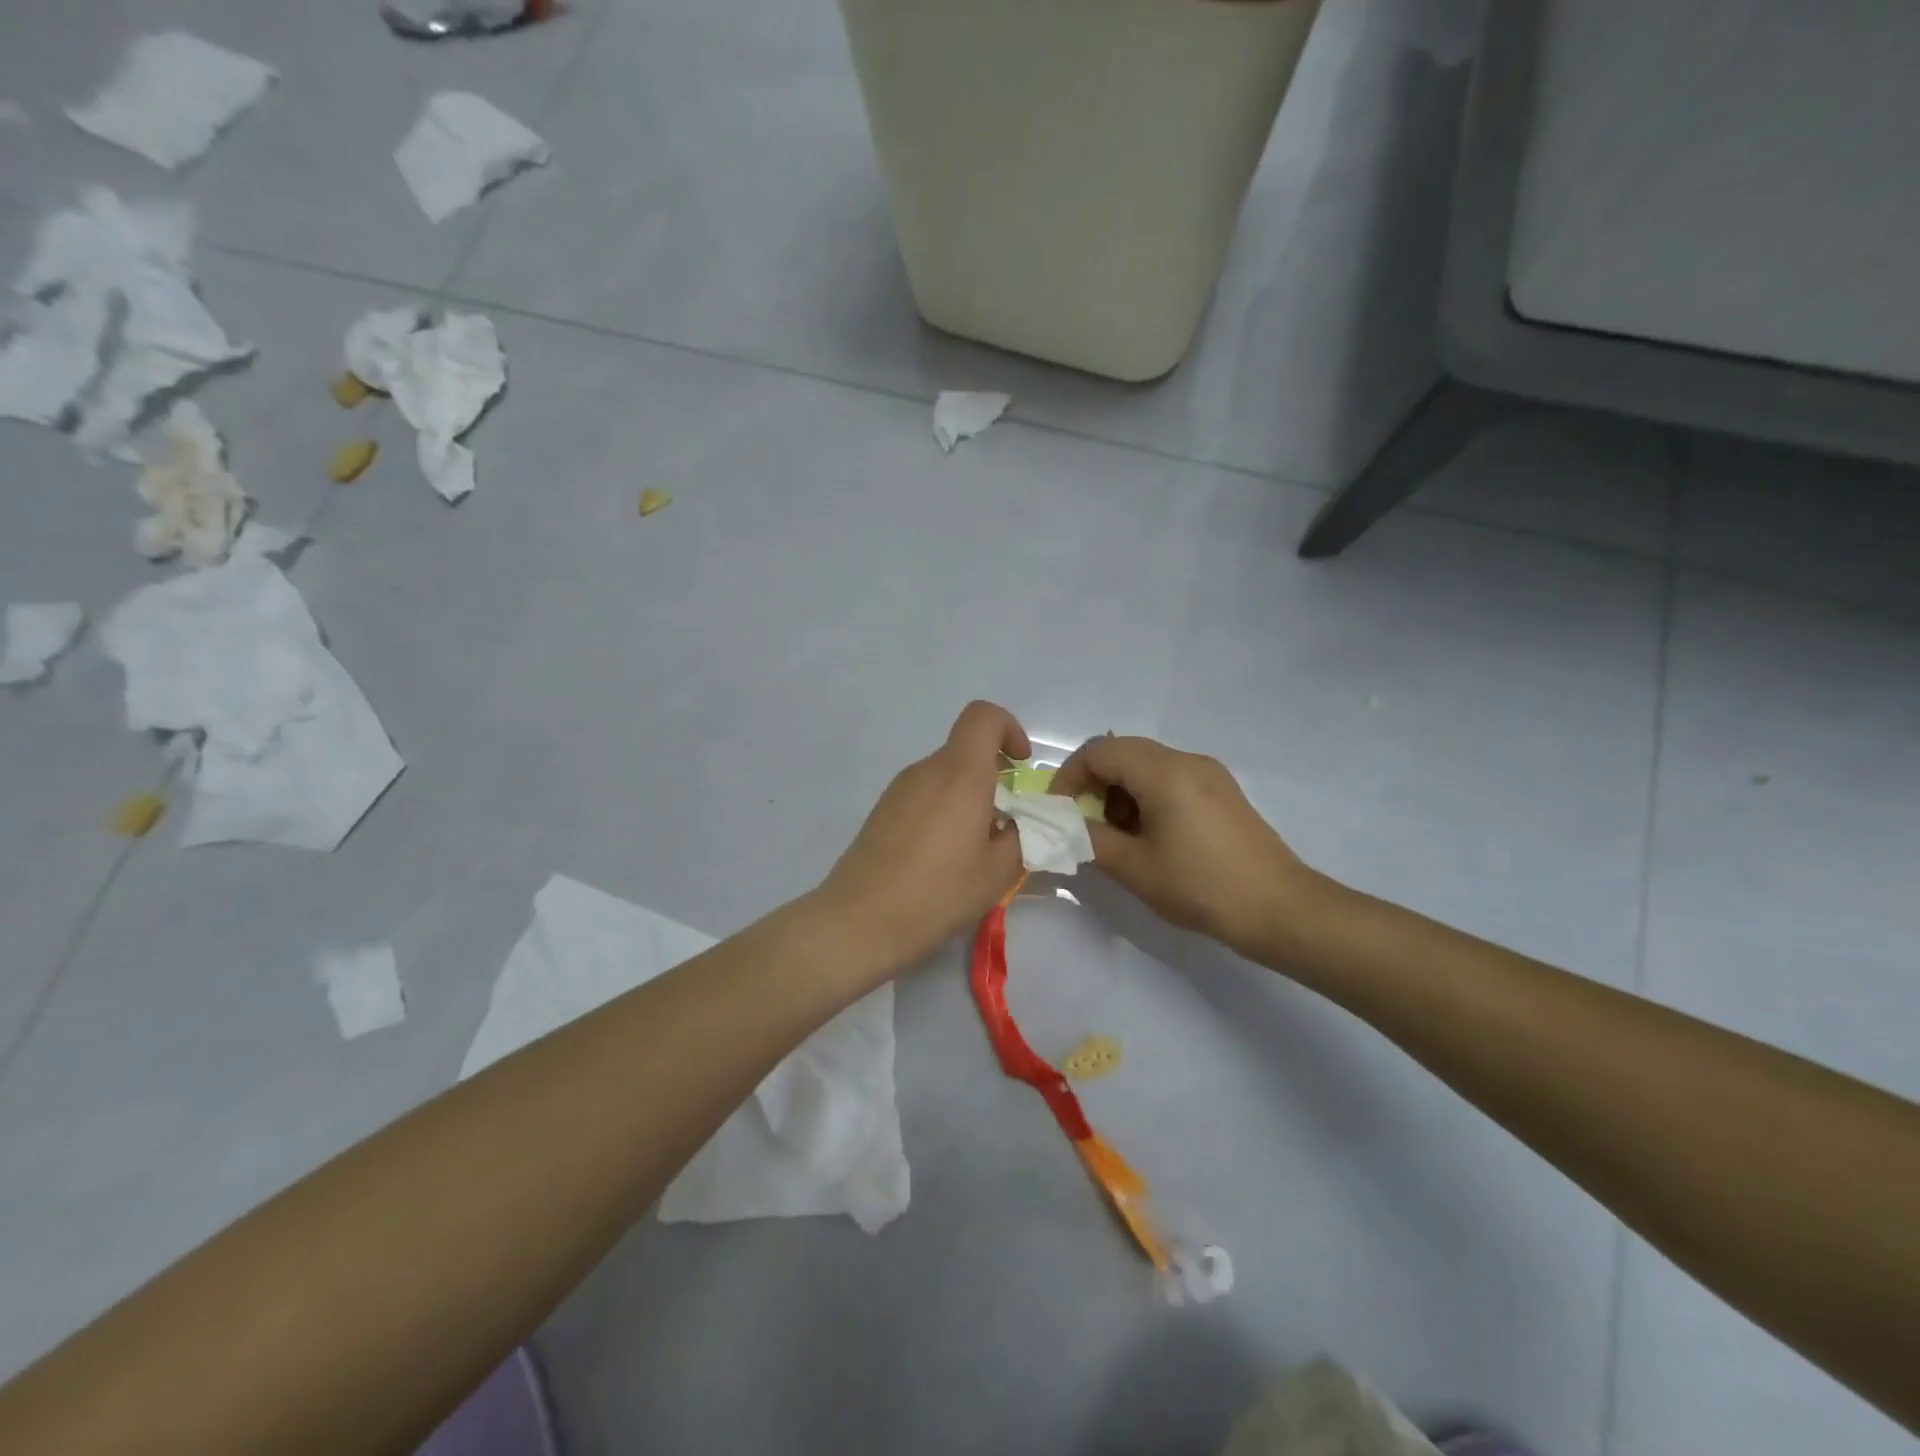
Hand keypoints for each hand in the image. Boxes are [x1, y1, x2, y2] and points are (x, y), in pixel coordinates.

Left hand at [819, 701, 1029, 975]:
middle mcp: (926, 770)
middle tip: (1005, 824)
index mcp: (960, 774)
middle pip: (966, 750)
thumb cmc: (937, 893)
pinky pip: (923, 795)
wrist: (859, 921)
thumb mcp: (998, 873)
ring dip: (968, 798)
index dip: (1009, 729)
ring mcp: (899, 789)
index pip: (983, 716)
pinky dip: (943, 811)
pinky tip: (941, 858)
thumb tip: (1015, 823)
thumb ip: (1020, 837)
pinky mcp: (882, 811)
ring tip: (973, 850)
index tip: (1020, 767)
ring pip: (944, 775)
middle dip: (993, 776)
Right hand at [1050, 735, 1313, 955]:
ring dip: (1120, 790)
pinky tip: (1152, 835)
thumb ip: (1090, 839)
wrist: (1280, 909)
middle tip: (1085, 824)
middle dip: (1094, 783)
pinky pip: (1170, 777)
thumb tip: (1065, 825)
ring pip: (1146, 764)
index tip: (1059, 811)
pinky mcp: (1221, 790)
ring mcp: (1208, 772)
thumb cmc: (1201, 887)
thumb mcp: (1134, 867)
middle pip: (1122, 752)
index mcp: (1163, 771)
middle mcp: (1186, 759)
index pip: (1098, 751)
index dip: (1069, 776)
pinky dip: (1146, 795)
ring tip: (1119, 836)